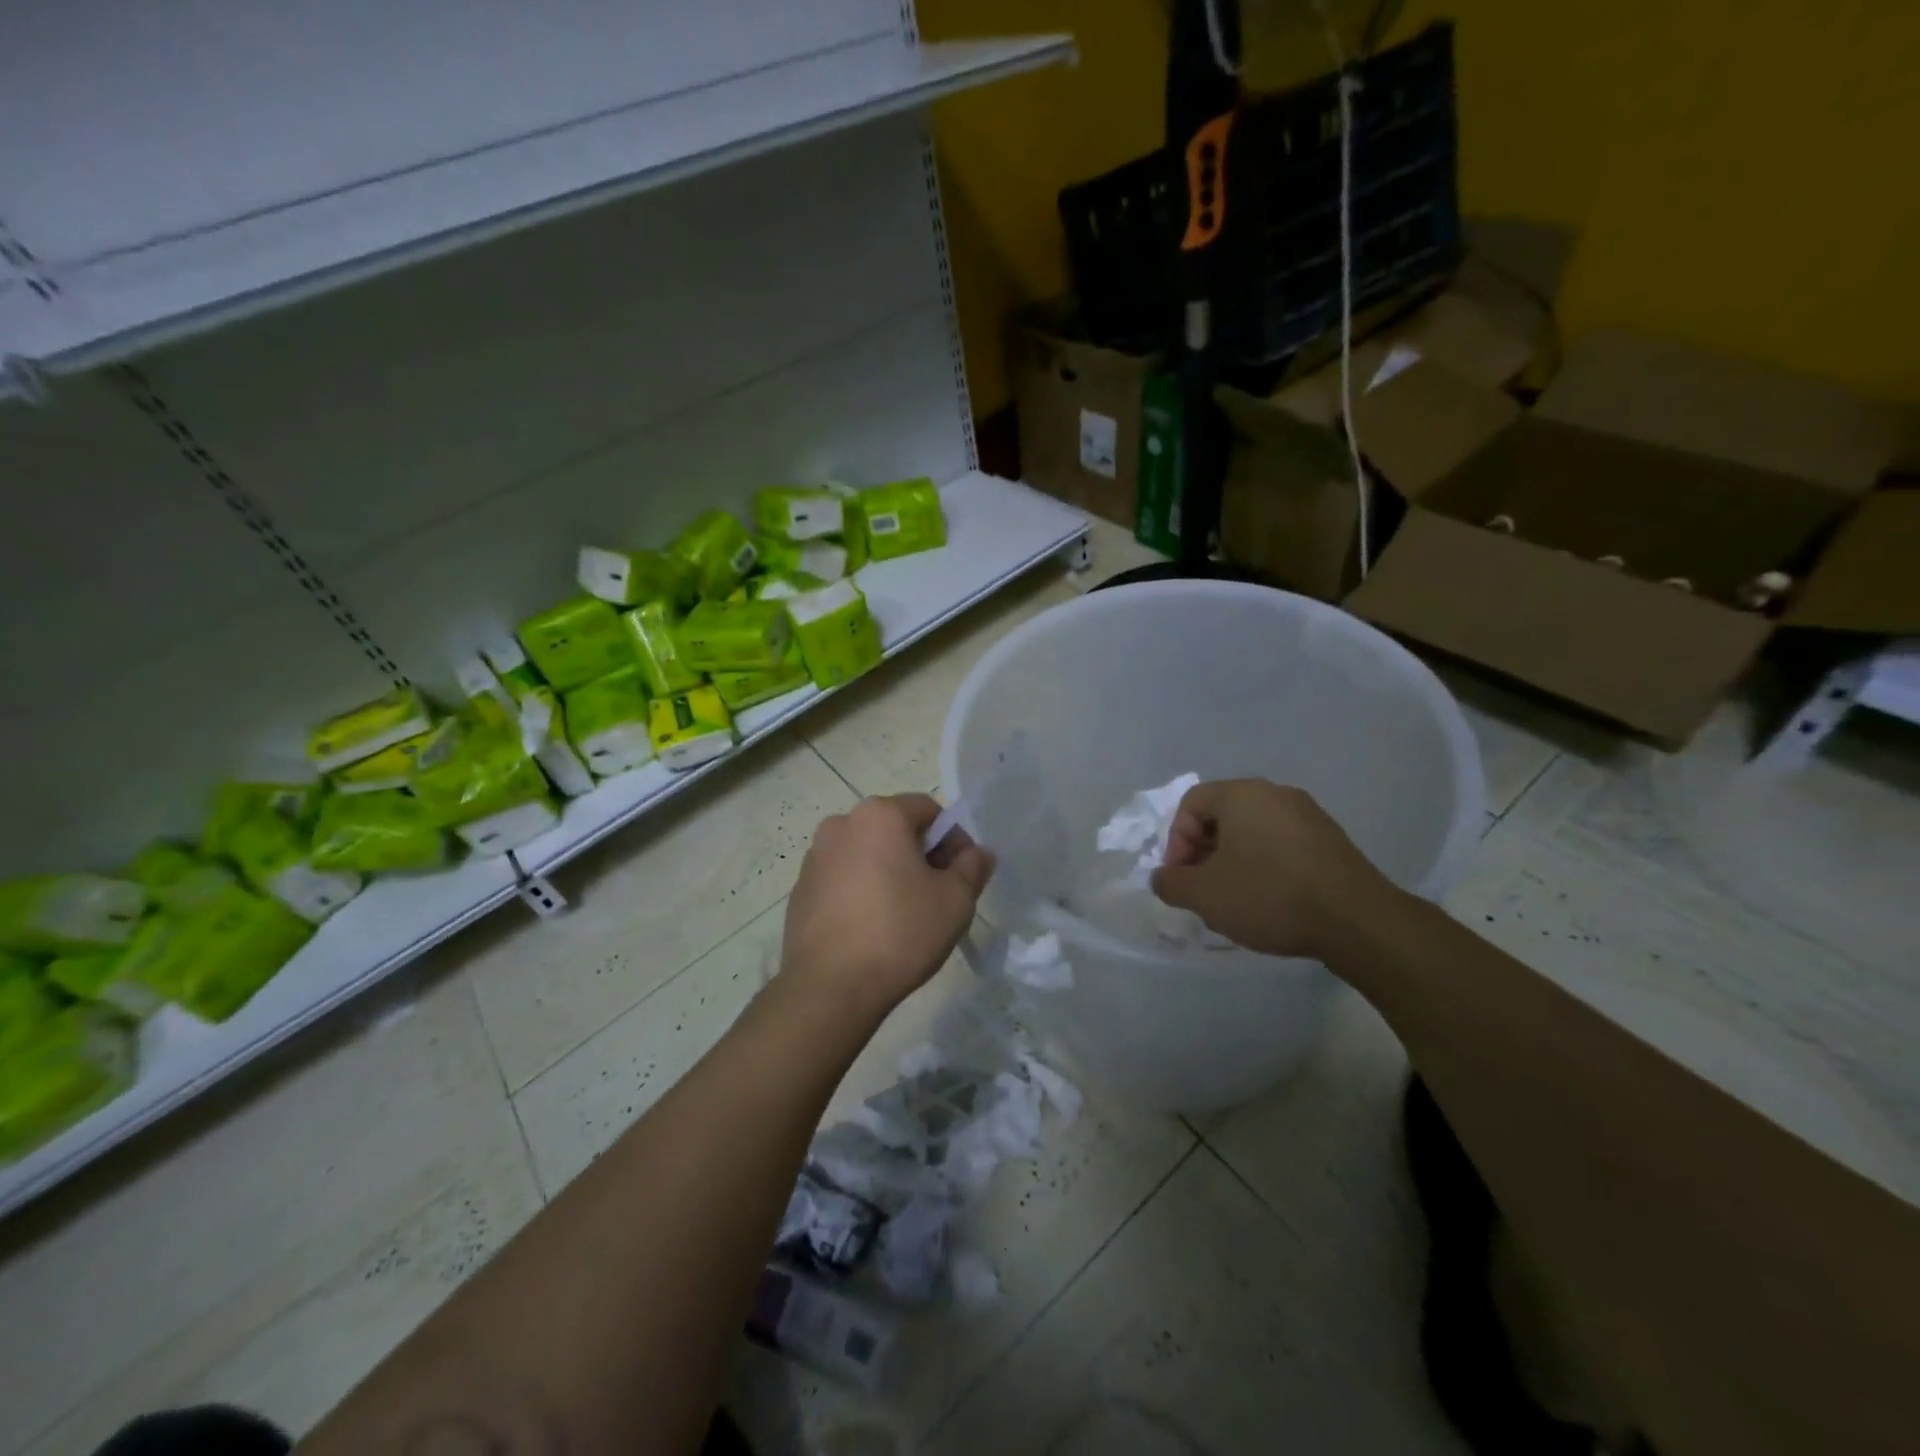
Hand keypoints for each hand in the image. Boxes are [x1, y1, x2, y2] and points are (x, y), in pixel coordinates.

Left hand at [782, 794, 993, 1018]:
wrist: (829, 988)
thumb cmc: (900, 932)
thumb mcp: (955, 900)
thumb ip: (972, 867)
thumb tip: (977, 853)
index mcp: (880, 815)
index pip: (929, 810)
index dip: (953, 839)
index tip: (962, 875)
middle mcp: (842, 824)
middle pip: (895, 829)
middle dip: (921, 855)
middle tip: (938, 896)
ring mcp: (815, 857)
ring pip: (868, 854)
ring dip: (890, 873)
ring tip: (904, 916)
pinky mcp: (800, 889)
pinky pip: (843, 879)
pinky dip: (862, 892)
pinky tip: (872, 929)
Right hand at [1152, 780, 1396, 961]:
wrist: (1357, 921)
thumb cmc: (1269, 895)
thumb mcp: (1204, 894)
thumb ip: (1170, 882)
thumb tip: (1163, 878)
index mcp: (1243, 794)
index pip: (1191, 803)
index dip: (1176, 841)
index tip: (1182, 878)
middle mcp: (1276, 794)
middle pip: (1223, 816)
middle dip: (1203, 853)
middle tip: (1203, 890)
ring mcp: (1309, 816)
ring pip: (1253, 833)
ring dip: (1233, 862)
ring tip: (1234, 901)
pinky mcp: (1332, 842)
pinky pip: (1282, 846)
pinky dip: (1265, 868)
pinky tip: (1269, 902)